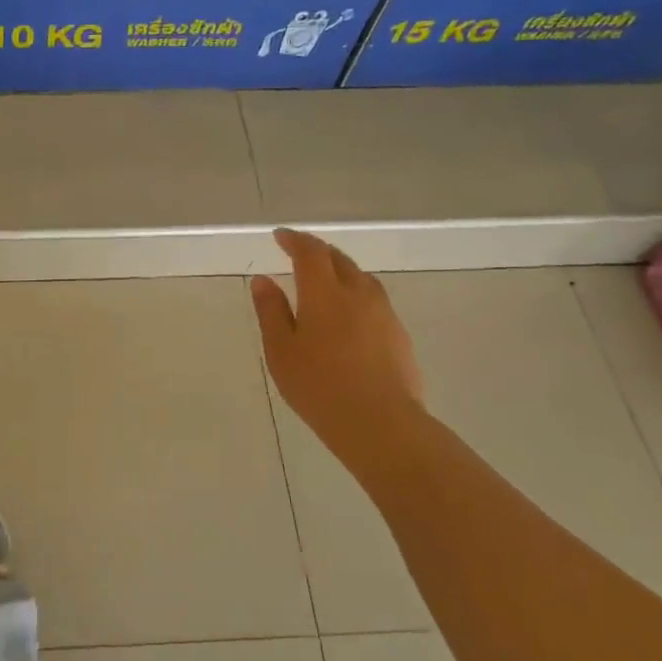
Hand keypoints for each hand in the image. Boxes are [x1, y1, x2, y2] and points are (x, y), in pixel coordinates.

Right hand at [250, 230, 424, 461]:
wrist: (380, 423)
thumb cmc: (318, 386)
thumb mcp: (281, 350)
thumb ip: (271, 311)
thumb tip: (263, 280)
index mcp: (324, 293)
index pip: (310, 252)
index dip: (294, 240)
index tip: (280, 237)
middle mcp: (358, 294)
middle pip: (339, 259)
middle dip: (317, 251)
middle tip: (299, 253)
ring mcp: (384, 313)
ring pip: (361, 278)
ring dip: (340, 270)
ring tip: (325, 280)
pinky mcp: (398, 334)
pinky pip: (374, 299)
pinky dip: (356, 293)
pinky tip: (348, 313)